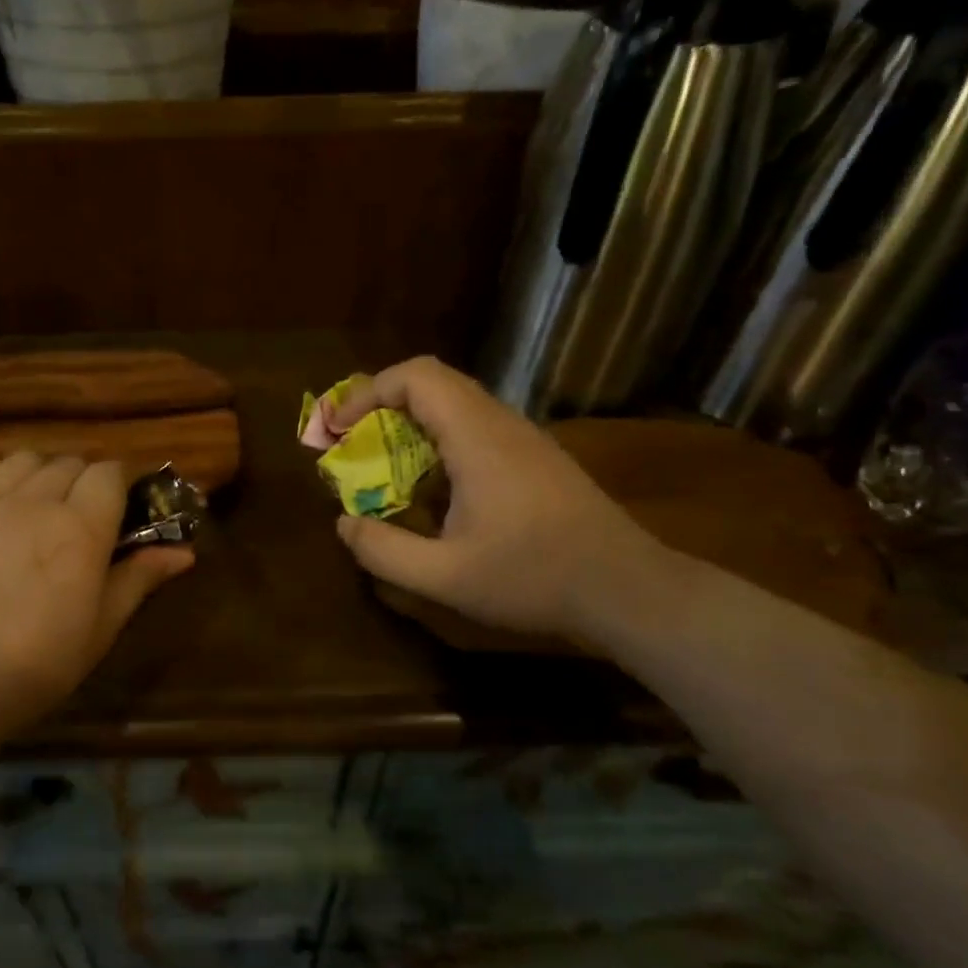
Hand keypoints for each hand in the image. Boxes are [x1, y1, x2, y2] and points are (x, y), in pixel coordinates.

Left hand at [0, 454, 193, 734]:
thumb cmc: (34, 666)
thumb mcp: (99, 629)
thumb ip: (139, 580)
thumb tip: (184, 553)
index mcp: (79, 527)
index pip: (109, 472)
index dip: (121, 485)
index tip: (122, 513)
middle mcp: (33, 501)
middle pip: (69, 463)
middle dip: (84, 482)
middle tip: (83, 523)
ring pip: (24, 463)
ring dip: (42, 477)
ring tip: (39, 516)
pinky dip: (1, 497)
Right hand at [332, 358, 661, 640]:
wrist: (627, 590)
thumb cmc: (534, 578)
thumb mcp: (445, 577)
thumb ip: (384, 551)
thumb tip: (344, 524)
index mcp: (477, 438)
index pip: (416, 376)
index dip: (368, 392)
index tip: (339, 430)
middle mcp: (501, 424)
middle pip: (433, 383)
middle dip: (382, 406)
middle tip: (351, 445)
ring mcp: (524, 440)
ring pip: (456, 405)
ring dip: (411, 426)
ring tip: (383, 468)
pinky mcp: (537, 460)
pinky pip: (476, 430)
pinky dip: (438, 443)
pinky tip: (434, 493)